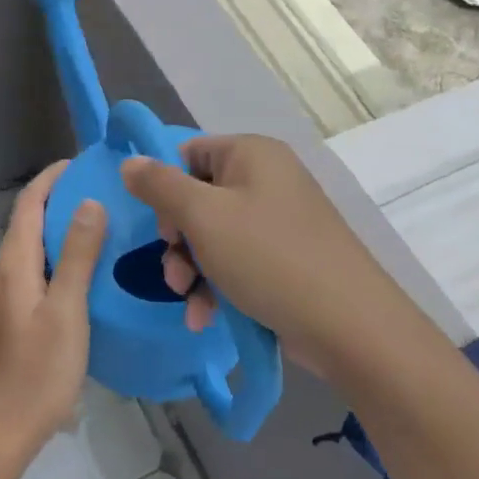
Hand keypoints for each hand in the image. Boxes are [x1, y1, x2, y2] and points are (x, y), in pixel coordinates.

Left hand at [0, 161, 107, 457]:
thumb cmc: (37, 372)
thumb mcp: (67, 312)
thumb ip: (78, 256)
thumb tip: (88, 201)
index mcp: (13, 264)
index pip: (29, 204)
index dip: (51, 178)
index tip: (80, 162)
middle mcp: (0, 272)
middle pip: (27, 223)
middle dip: (58, 201)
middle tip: (101, 192)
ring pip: (29, 249)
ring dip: (57, 231)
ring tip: (98, 227)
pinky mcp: (5, 318)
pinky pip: (30, 272)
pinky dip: (54, 259)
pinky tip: (79, 274)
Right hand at [122, 135, 393, 380]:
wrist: (348, 325)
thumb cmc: (268, 257)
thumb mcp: (203, 217)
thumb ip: (160, 186)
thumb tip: (129, 161)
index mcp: (252, 154)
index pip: (188, 154)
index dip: (165, 189)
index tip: (162, 228)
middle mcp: (267, 179)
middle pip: (198, 198)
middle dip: (178, 240)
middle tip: (174, 273)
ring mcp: (279, 220)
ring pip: (213, 235)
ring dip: (192, 269)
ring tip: (189, 301)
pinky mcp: (286, 258)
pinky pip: (237, 261)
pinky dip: (217, 285)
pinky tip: (205, 317)